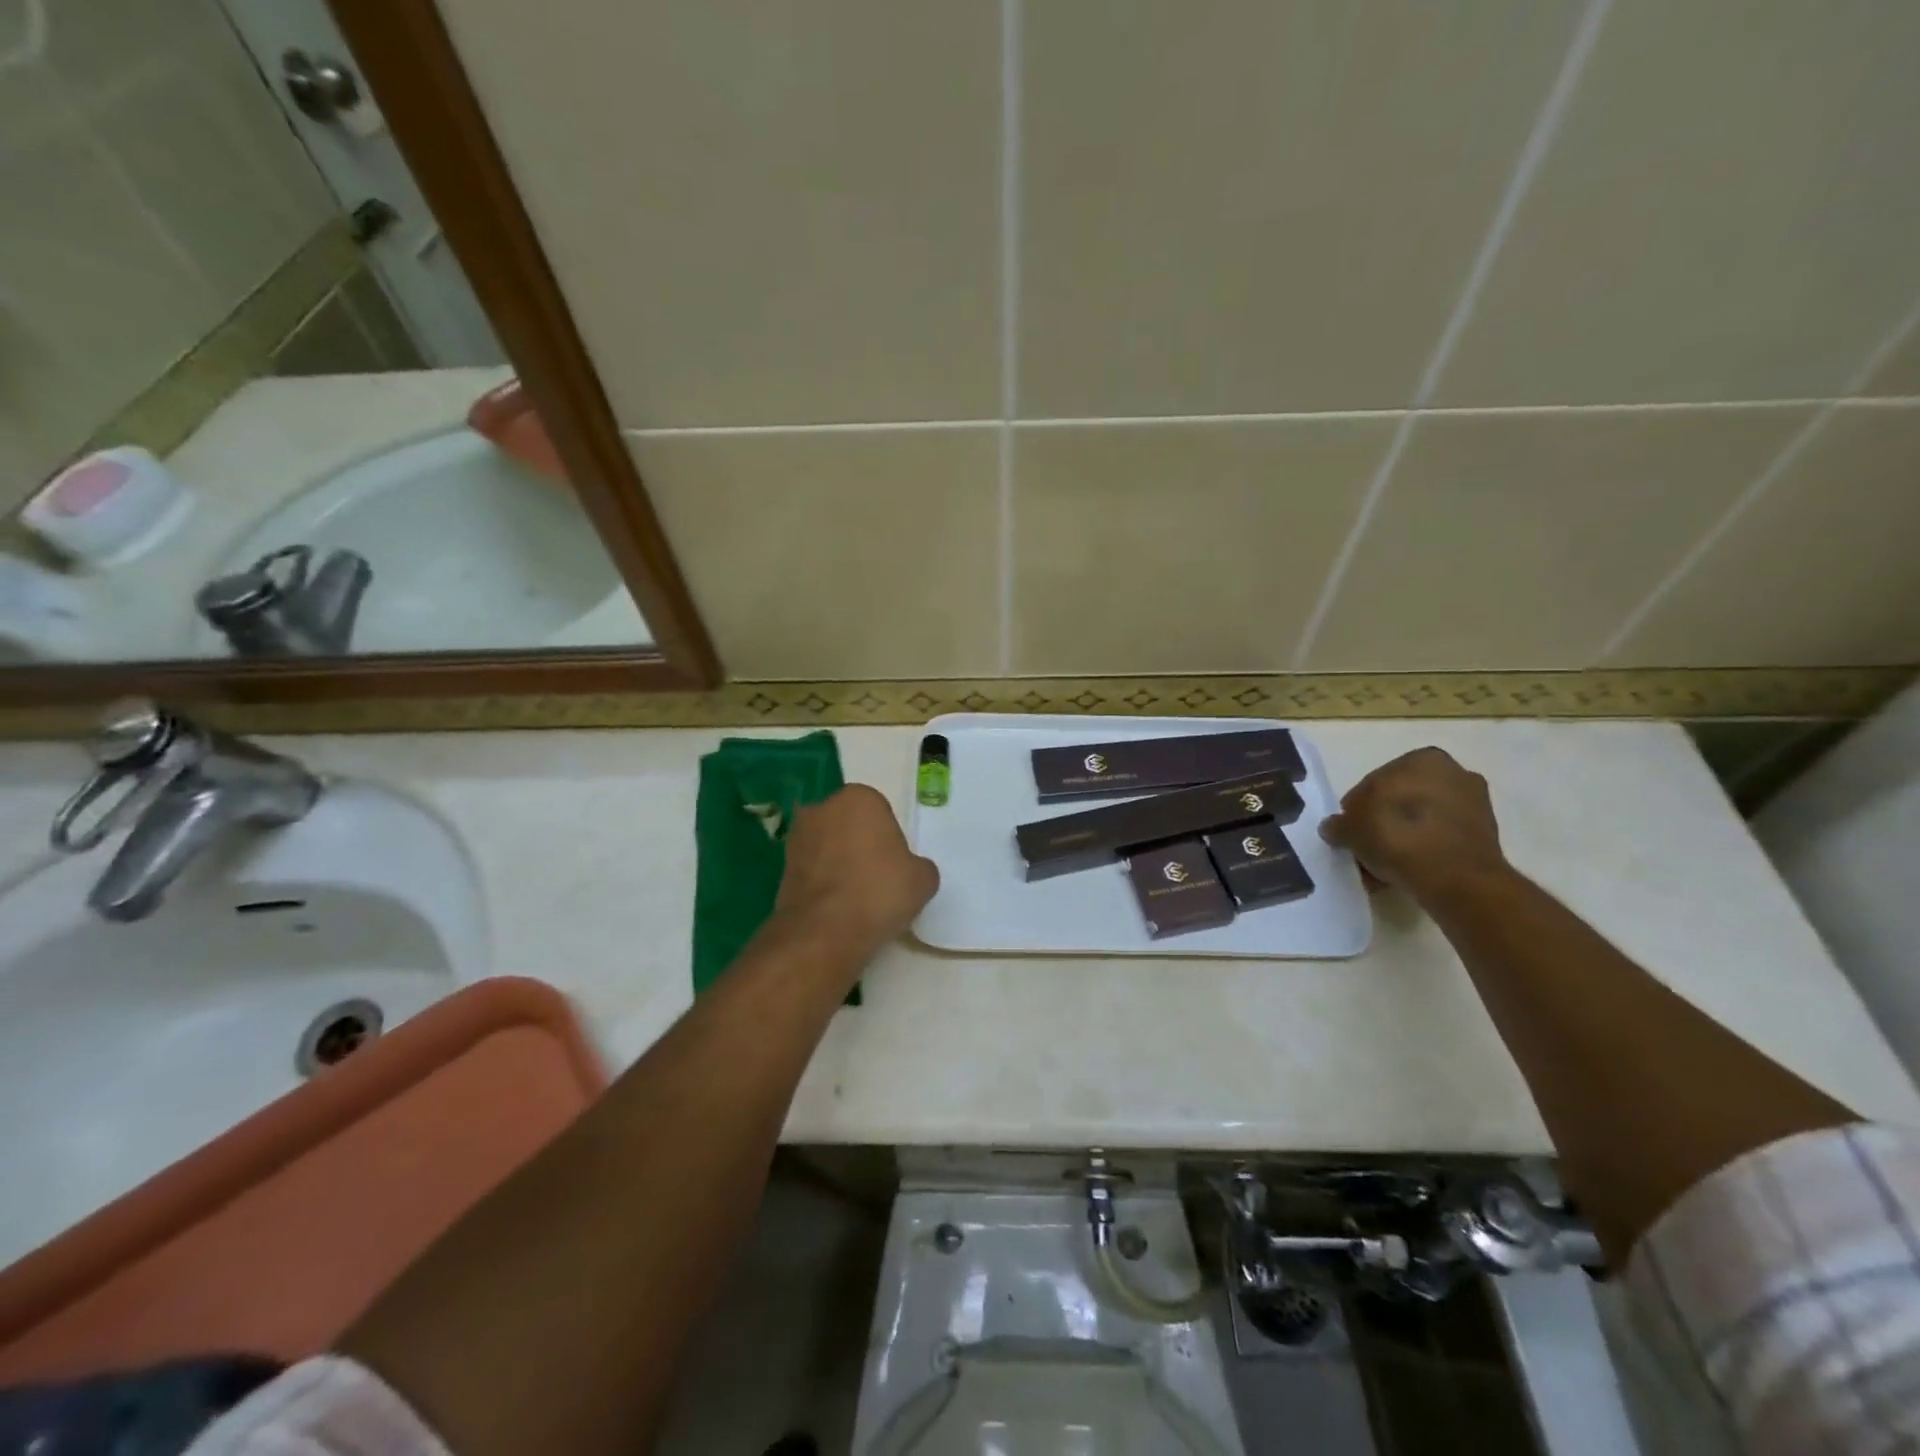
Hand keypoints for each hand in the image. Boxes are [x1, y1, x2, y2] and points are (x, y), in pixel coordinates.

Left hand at [775, 784, 939, 955]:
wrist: (825, 931)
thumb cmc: (879, 891)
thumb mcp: (923, 879)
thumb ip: (918, 866)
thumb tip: (909, 871)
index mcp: (859, 797)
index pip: (881, 813)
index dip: (890, 840)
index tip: (895, 865)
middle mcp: (823, 808)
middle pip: (850, 825)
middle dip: (861, 845)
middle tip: (877, 878)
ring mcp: (797, 837)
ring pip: (828, 847)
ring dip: (839, 863)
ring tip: (856, 897)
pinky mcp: (781, 867)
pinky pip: (813, 870)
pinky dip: (823, 883)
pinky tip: (837, 907)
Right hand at [1320, 748, 1508, 901]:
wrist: (1455, 877)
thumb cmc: (1396, 835)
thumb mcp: (1350, 828)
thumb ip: (1338, 824)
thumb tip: (1334, 827)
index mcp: (1423, 758)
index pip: (1376, 781)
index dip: (1357, 808)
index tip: (1350, 830)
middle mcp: (1454, 773)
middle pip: (1403, 800)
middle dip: (1383, 821)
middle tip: (1366, 847)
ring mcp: (1475, 805)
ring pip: (1423, 821)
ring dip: (1404, 838)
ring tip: (1385, 866)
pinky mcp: (1486, 837)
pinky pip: (1442, 840)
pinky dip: (1425, 851)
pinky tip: (1407, 872)